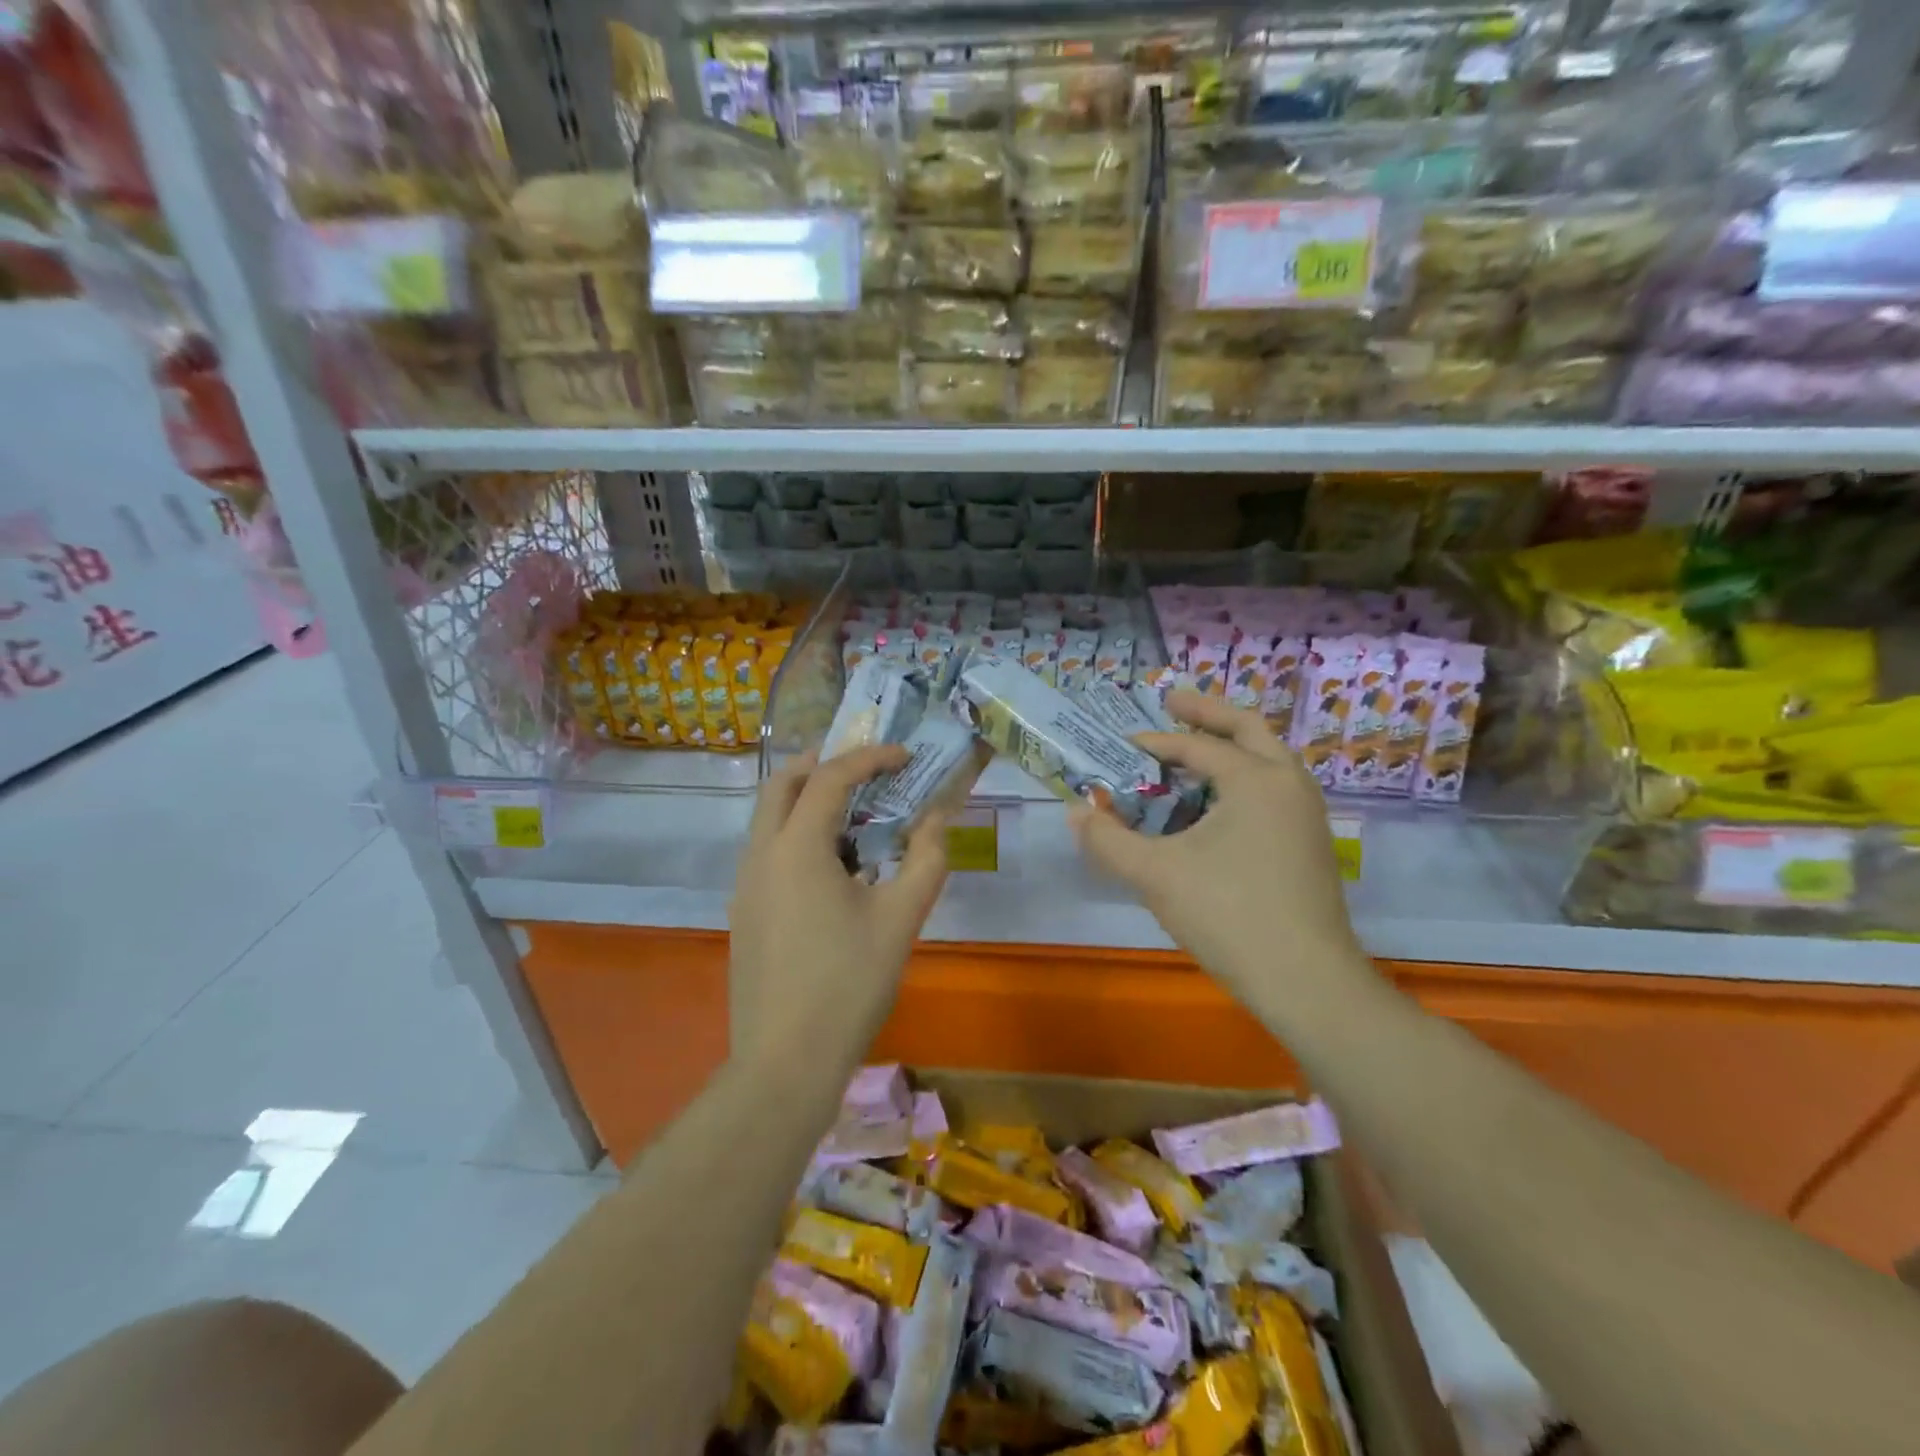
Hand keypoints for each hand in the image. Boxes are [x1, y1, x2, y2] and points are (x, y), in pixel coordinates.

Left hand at [728, 745, 952, 1061]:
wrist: (785, 1062)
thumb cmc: (849, 984)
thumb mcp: (901, 918)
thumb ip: (926, 859)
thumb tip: (936, 819)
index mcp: (796, 847)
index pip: (830, 777)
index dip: (869, 757)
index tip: (904, 755)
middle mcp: (760, 855)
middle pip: (781, 784)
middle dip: (822, 764)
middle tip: (866, 769)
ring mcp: (745, 885)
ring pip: (769, 818)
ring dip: (808, 801)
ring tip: (857, 818)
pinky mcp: (744, 912)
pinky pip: (768, 851)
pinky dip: (798, 836)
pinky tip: (835, 870)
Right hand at [1071, 692, 1373, 1011]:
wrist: (1306, 982)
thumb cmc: (1229, 915)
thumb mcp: (1155, 874)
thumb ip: (1108, 840)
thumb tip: (1075, 811)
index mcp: (1256, 779)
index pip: (1196, 745)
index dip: (1152, 743)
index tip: (1119, 747)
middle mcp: (1289, 784)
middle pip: (1248, 728)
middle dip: (1207, 712)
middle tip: (1171, 701)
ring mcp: (1306, 814)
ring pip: (1267, 759)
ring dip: (1228, 746)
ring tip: (1190, 752)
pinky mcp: (1309, 843)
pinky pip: (1272, 789)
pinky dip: (1241, 779)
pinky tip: (1214, 805)